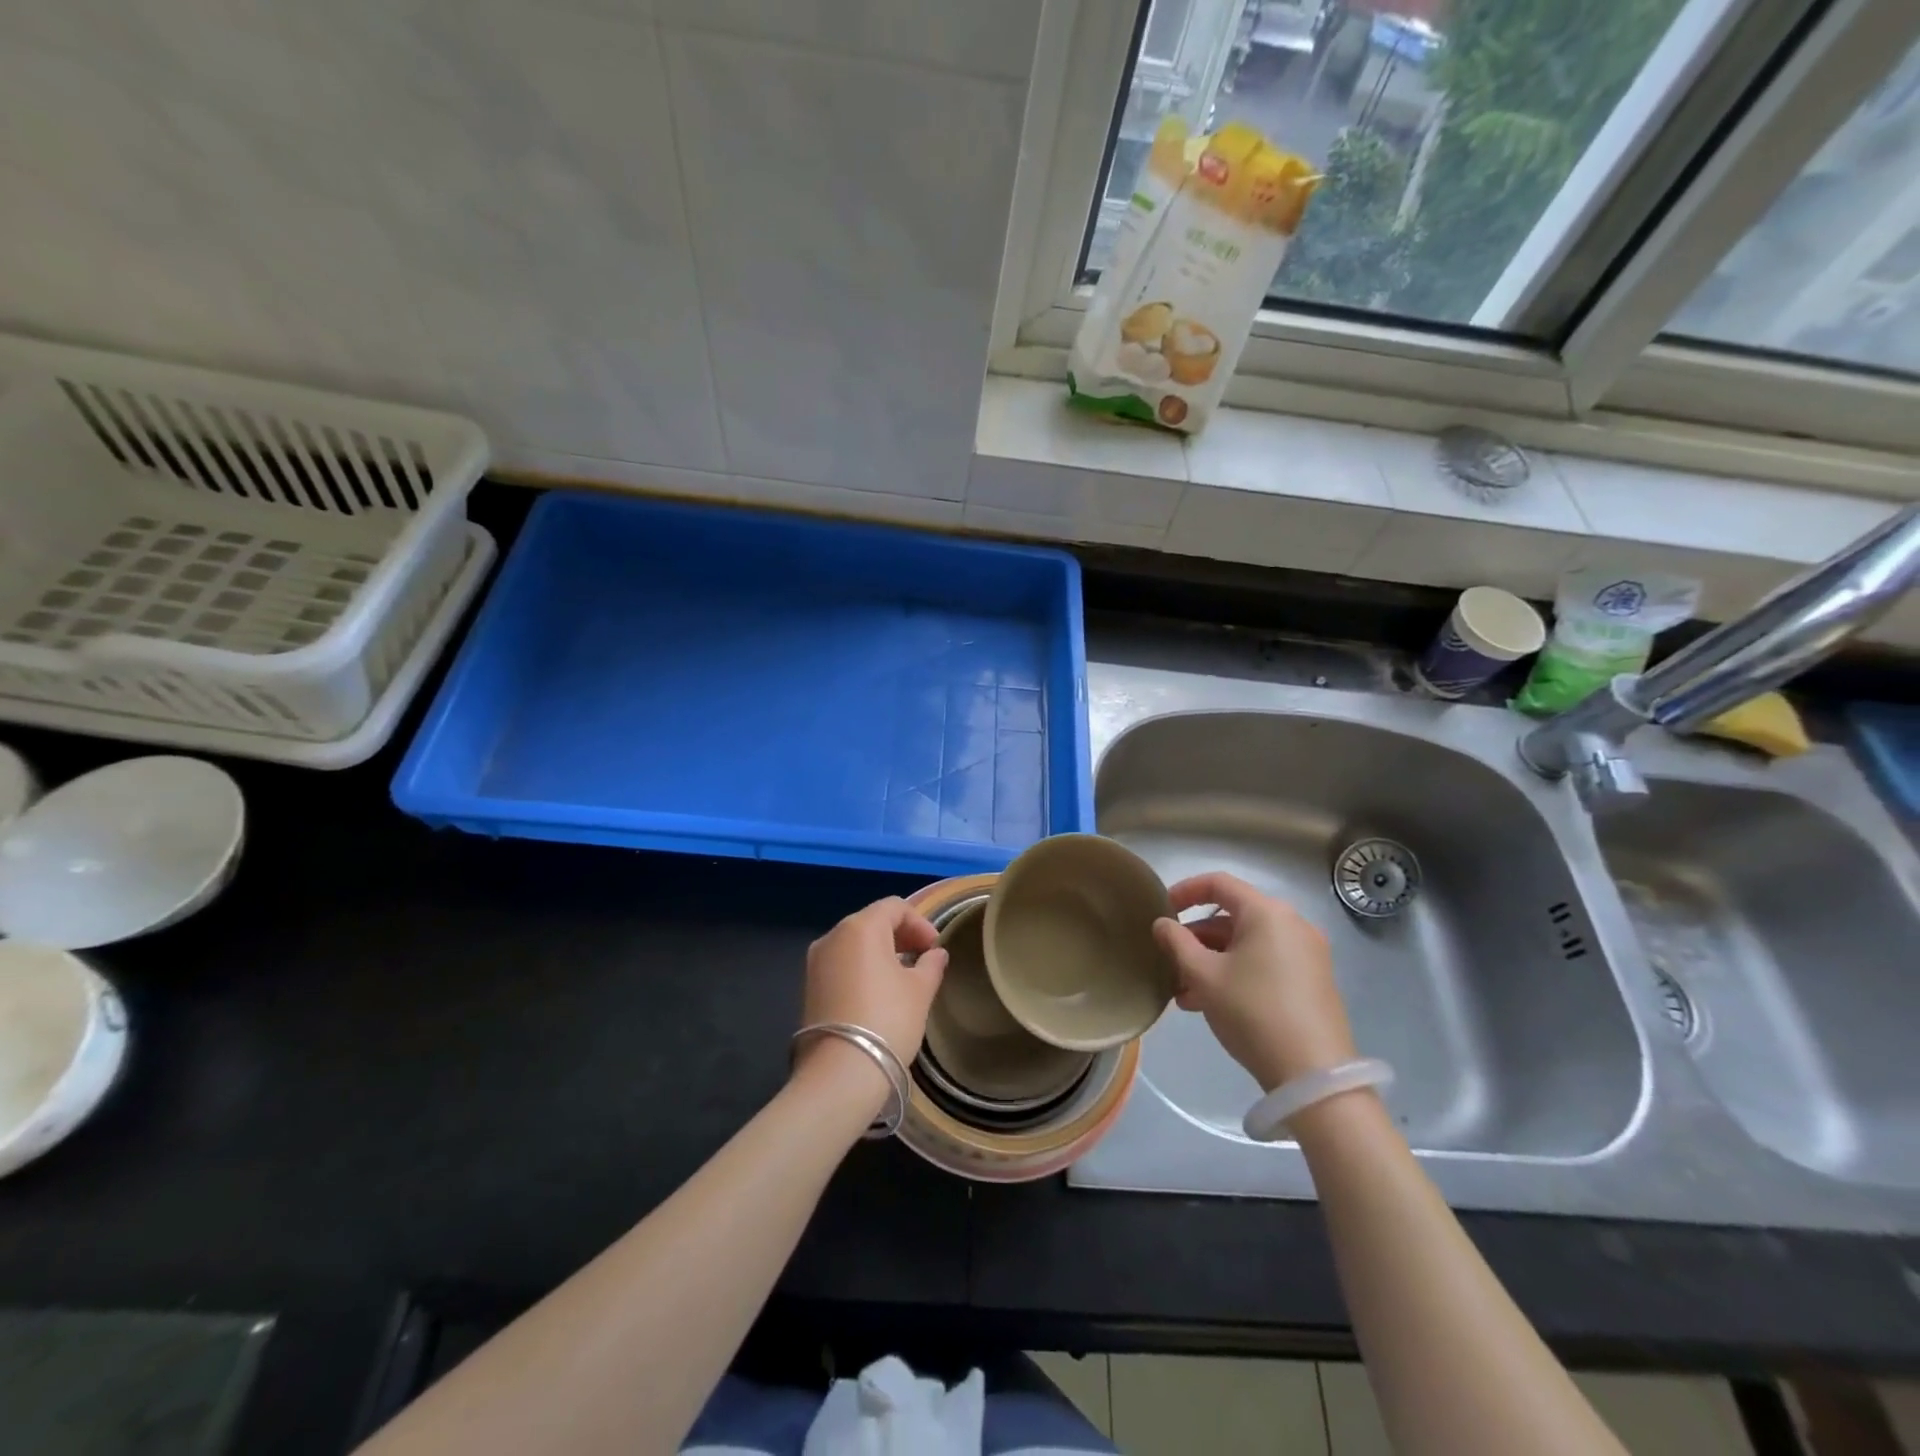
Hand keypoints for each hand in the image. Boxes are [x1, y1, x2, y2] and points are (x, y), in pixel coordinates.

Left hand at [794, 897, 947, 1104]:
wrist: (840, 1073)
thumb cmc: (888, 1020)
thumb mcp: (920, 990)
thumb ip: (931, 965)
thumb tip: (935, 954)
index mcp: (860, 927)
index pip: (894, 907)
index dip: (919, 922)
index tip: (935, 948)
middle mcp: (832, 936)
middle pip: (871, 921)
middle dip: (900, 935)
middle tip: (923, 958)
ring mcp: (815, 962)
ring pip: (854, 943)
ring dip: (881, 952)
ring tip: (903, 977)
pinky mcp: (808, 987)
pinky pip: (841, 964)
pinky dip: (862, 968)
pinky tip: (878, 993)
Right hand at [1152, 873, 1355, 1091]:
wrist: (1313, 1075)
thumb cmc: (1252, 1012)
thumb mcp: (1203, 976)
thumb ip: (1177, 943)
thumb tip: (1162, 924)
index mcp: (1267, 912)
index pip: (1218, 883)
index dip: (1185, 891)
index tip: (1161, 910)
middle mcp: (1292, 924)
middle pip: (1233, 917)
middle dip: (1196, 938)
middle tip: (1169, 960)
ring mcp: (1307, 953)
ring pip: (1247, 944)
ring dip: (1212, 960)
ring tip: (1183, 992)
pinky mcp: (1313, 981)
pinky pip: (1265, 962)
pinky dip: (1236, 972)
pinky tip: (1210, 1004)